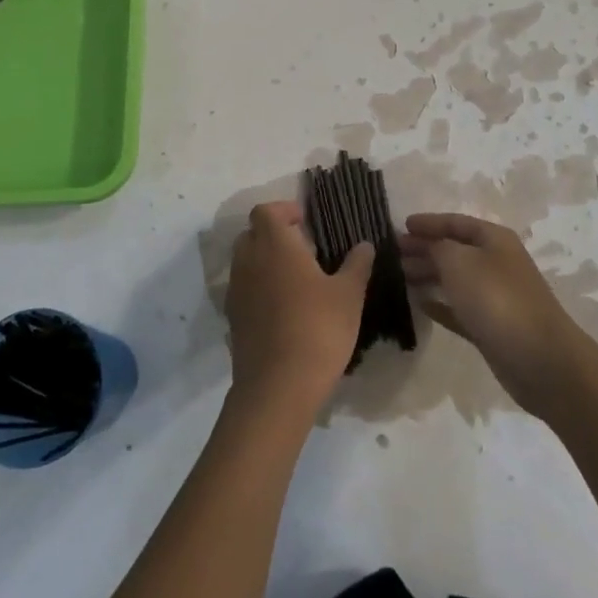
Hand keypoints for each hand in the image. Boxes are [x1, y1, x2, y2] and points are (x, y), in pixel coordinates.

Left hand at [225, 202, 371, 416]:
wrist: (278, 386)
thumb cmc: (318, 329)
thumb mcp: (348, 295)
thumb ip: (356, 265)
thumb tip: (364, 245)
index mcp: (274, 245)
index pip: (265, 211)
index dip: (284, 210)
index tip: (306, 222)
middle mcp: (248, 261)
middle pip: (252, 233)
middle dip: (273, 234)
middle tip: (303, 248)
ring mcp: (236, 291)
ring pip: (245, 262)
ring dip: (265, 261)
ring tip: (296, 279)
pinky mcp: (233, 318)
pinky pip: (244, 289)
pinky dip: (259, 288)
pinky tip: (284, 308)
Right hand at [399, 214, 584, 416]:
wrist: (539, 358)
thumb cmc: (496, 299)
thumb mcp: (459, 261)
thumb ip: (438, 247)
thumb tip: (428, 246)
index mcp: (493, 239)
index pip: (455, 222)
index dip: (429, 222)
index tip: (402, 225)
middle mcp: (496, 263)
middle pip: (454, 250)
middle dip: (424, 249)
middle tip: (393, 254)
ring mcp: (495, 296)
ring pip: (455, 279)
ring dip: (428, 275)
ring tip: (400, 276)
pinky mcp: (491, 327)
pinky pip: (459, 309)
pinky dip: (440, 305)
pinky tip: (420, 305)